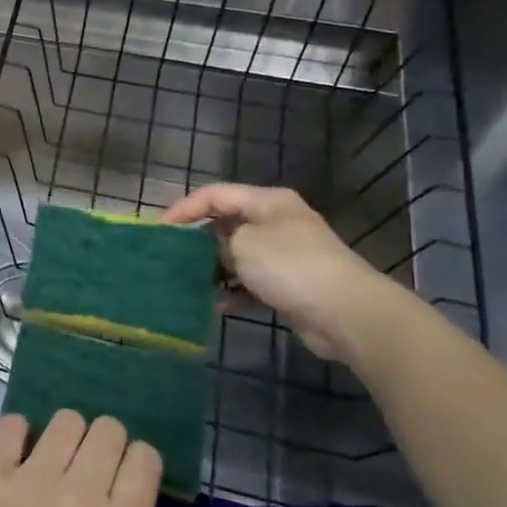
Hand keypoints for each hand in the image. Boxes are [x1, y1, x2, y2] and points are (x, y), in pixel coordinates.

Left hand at [0, 412, 223, 506]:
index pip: (144, 456)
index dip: (140, 463)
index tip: (127, 482)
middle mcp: (78, 492)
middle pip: (108, 429)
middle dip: (107, 446)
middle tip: (92, 473)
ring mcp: (30, 478)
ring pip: (66, 420)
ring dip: (68, 436)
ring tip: (57, 464)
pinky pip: (12, 422)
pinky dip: (19, 433)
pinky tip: (18, 457)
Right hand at [163, 183, 398, 362]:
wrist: (346, 312)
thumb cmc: (289, 265)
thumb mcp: (242, 245)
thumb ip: (216, 241)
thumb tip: (212, 250)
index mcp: (267, 201)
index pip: (215, 194)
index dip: (184, 208)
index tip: (160, 230)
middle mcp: (276, 222)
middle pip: (226, 224)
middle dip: (197, 240)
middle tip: (170, 257)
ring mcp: (285, 254)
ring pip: (237, 256)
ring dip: (214, 269)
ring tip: (188, 282)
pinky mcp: (289, 284)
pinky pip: (251, 283)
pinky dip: (233, 292)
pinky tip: (215, 305)